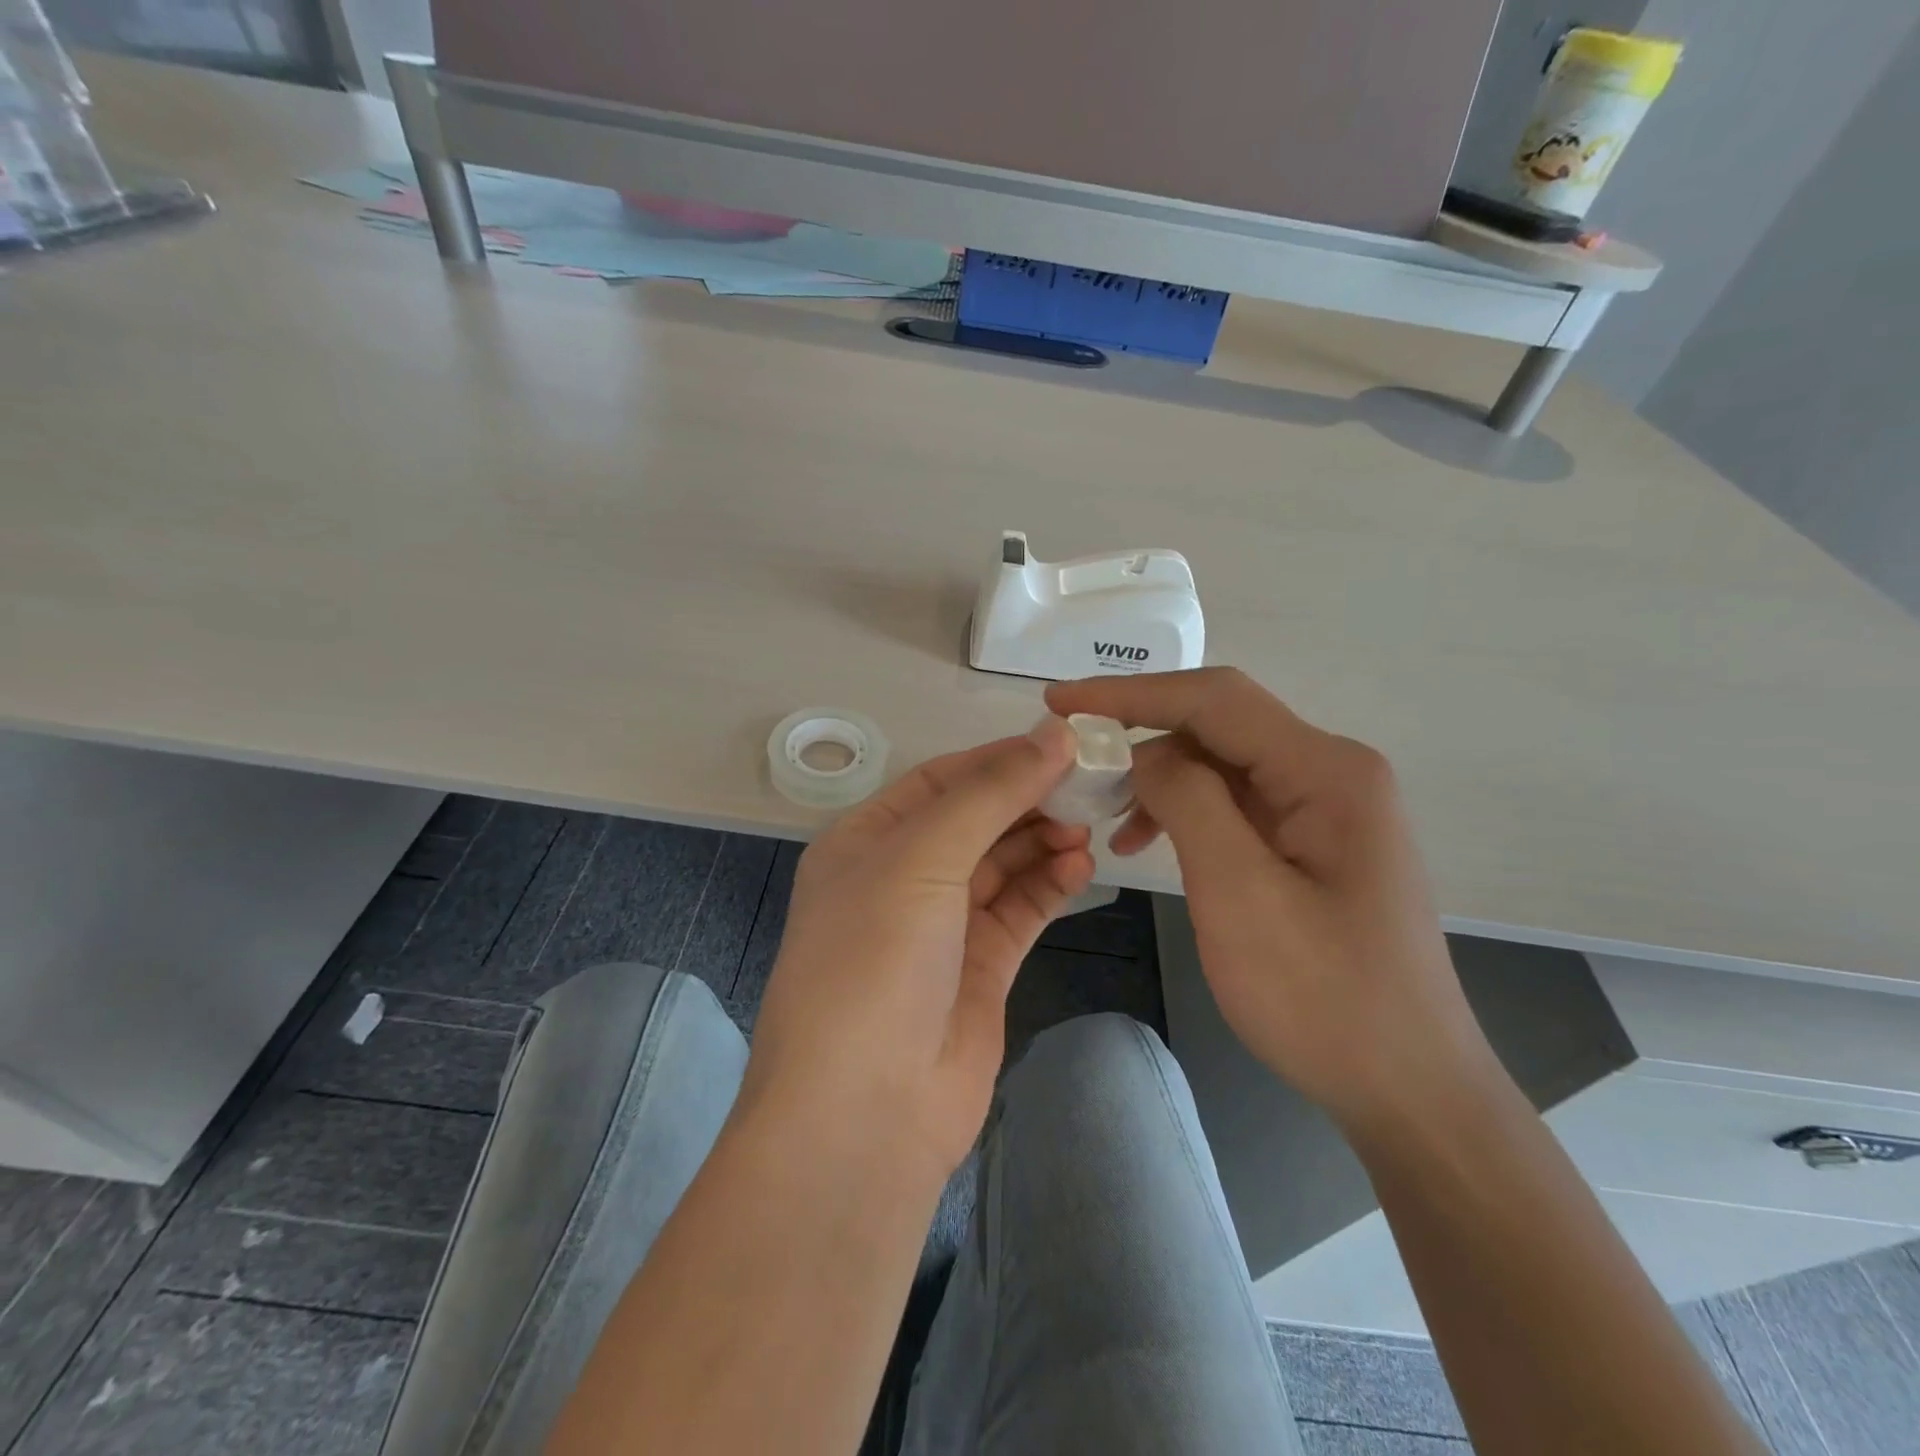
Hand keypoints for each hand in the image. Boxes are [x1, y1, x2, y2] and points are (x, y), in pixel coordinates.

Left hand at [744, 717, 1095, 1185]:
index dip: (998, 759)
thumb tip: (1054, 734)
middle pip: (974, 820)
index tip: (1061, 744)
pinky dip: (1048, 885)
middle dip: (1027, 800)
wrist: (865, 1113)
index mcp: (866, 841)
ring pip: (1001, 865)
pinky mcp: (978, 969)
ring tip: (1089, 826)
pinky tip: (1079, 867)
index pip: (940, 781)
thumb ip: (991, 793)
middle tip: (1089, 785)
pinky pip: (1018, 911)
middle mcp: (900, 878)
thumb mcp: (922, 858)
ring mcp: (940, 927)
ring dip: (1042, 841)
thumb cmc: (875, 960)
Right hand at [1046, 669, 1496, 1129]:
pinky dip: (1183, 812)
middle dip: (1139, 734)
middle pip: (1217, 725)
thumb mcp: (1240, 894)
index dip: (1130, 693)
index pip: (1214, 700)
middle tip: (1072, 759)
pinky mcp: (1312, 841)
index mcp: (1326, 771)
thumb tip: (1143, 754)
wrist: (1407, 1087)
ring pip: (1221, 764)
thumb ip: (1189, 802)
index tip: (1060, 702)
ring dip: (1157, 779)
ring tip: (1103, 815)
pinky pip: (1234, 803)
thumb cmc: (1323, 996)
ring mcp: (1324, 807)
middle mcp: (1331, 772)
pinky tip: (1147, 843)